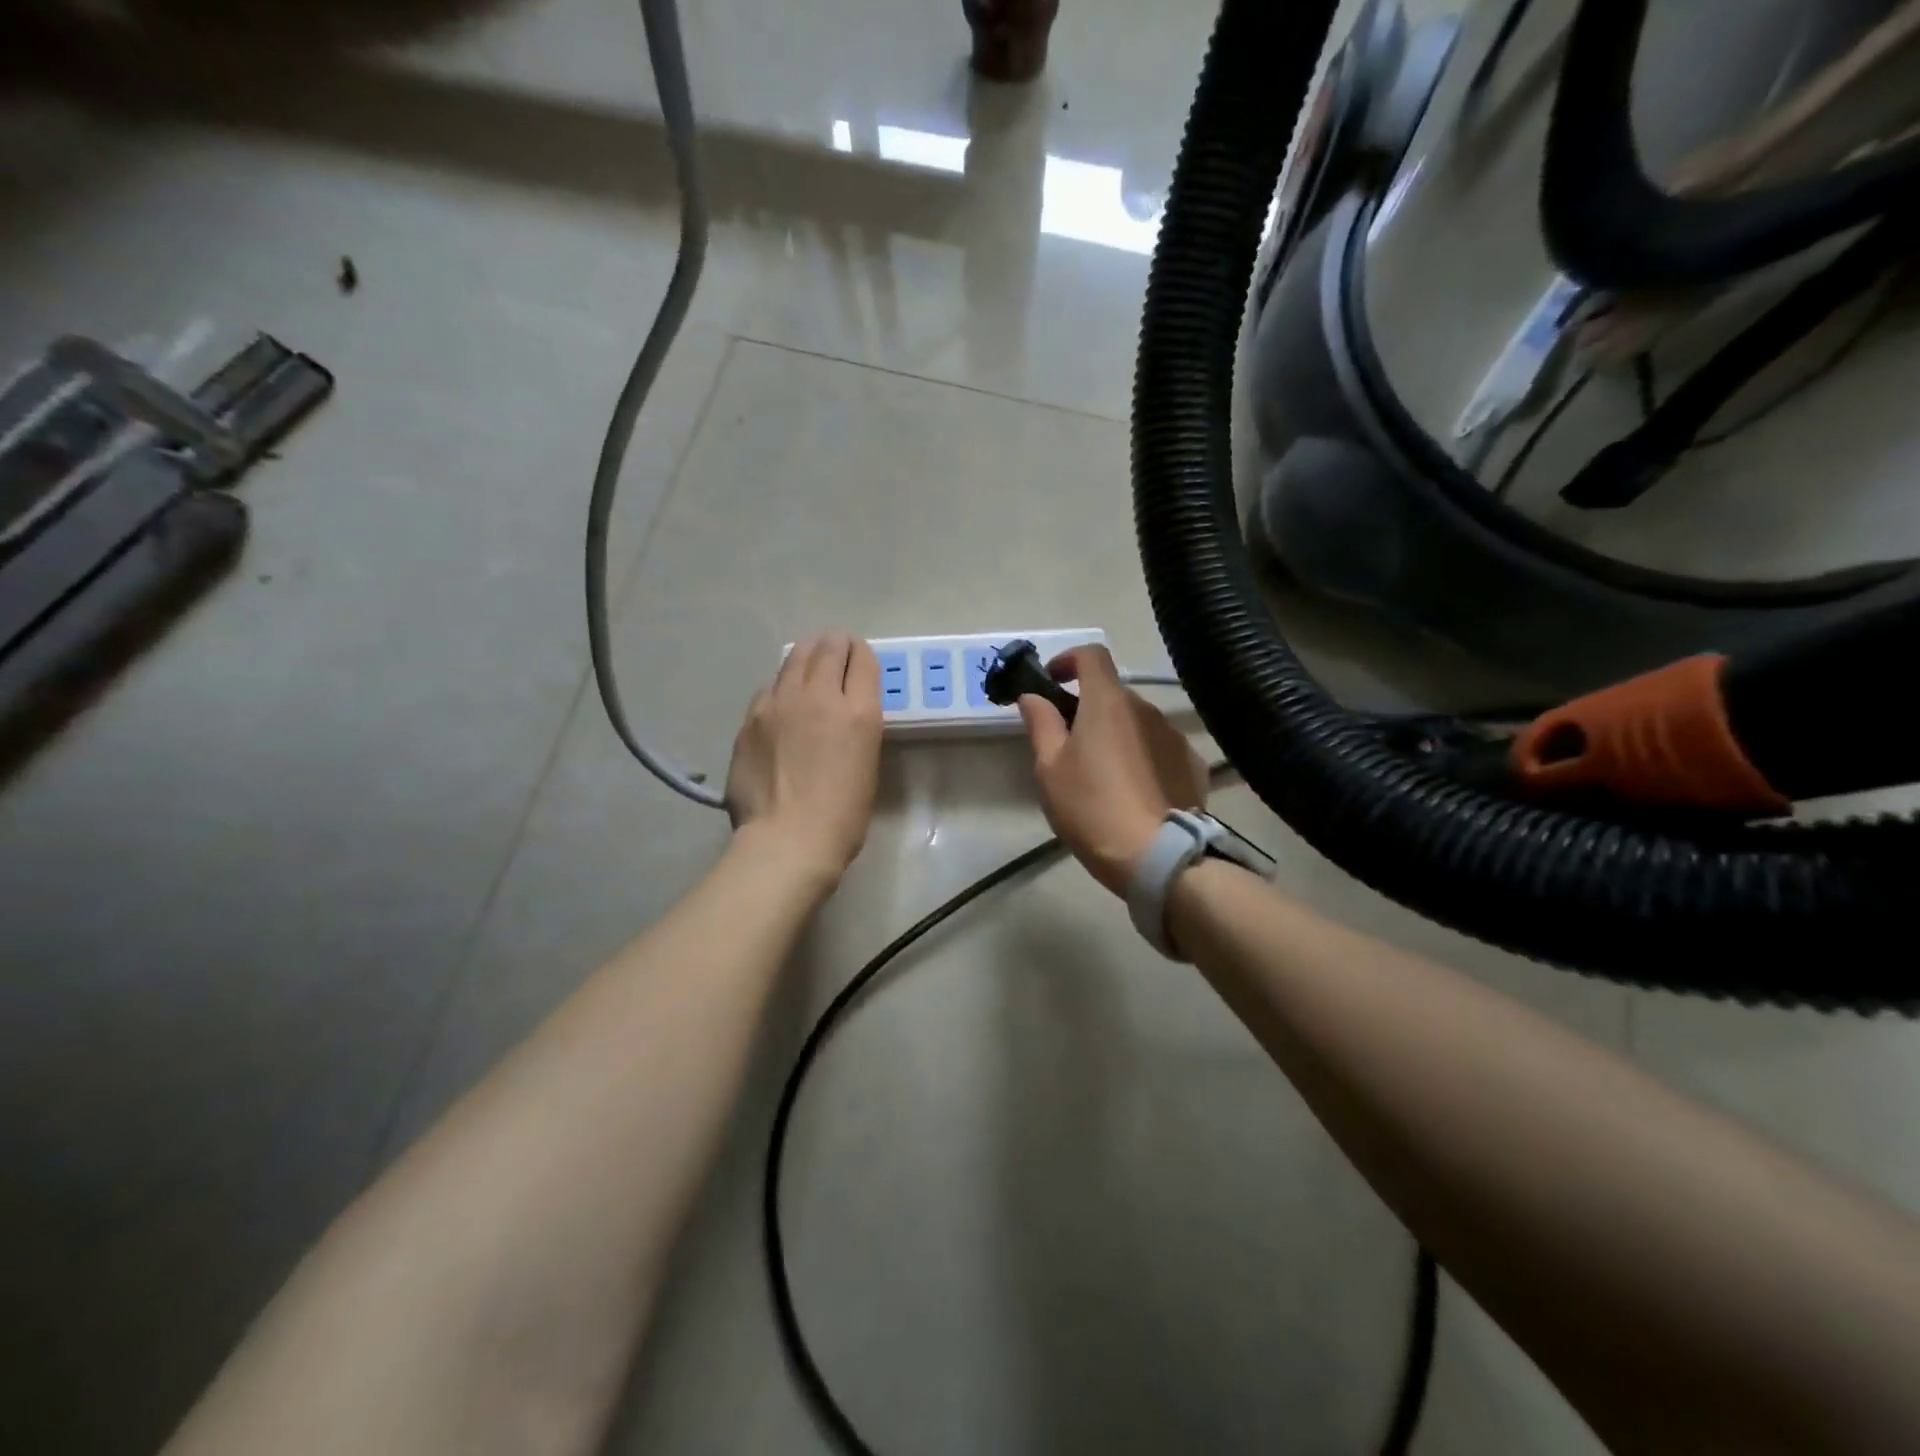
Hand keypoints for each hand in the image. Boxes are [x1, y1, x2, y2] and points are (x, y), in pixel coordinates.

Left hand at [725, 633, 883, 886]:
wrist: (787, 839)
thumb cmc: (841, 816)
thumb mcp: (867, 765)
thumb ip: (856, 729)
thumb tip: (843, 715)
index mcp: (858, 711)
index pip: (862, 659)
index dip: (861, 652)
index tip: (858, 656)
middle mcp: (819, 696)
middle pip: (828, 648)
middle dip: (835, 644)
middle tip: (835, 649)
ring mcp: (780, 704)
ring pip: (794, 659)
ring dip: (806, 656)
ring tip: (808, 662)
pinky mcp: (751, 718)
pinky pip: (769, 688)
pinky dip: (781, 686)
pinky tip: (781, 700)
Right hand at [1017, 645, 1207, 895]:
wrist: (1157, 855)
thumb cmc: (1092, 808)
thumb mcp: (1050, 769)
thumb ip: (1041, 725)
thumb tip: (1032, 696)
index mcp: (1107, 703)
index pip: (1091, 654)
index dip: (1068, 659)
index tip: (1052, 681)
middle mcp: (1146, 709)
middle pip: (1112, 693)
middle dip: (1088, 707)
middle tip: (1068, 743)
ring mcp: (1174, 735)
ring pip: (1137, 722)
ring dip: (1116, 733)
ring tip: (1102, 774)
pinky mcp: (1192, 764)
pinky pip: (1159, 747)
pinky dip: (1142, 756)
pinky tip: (1134, 790)